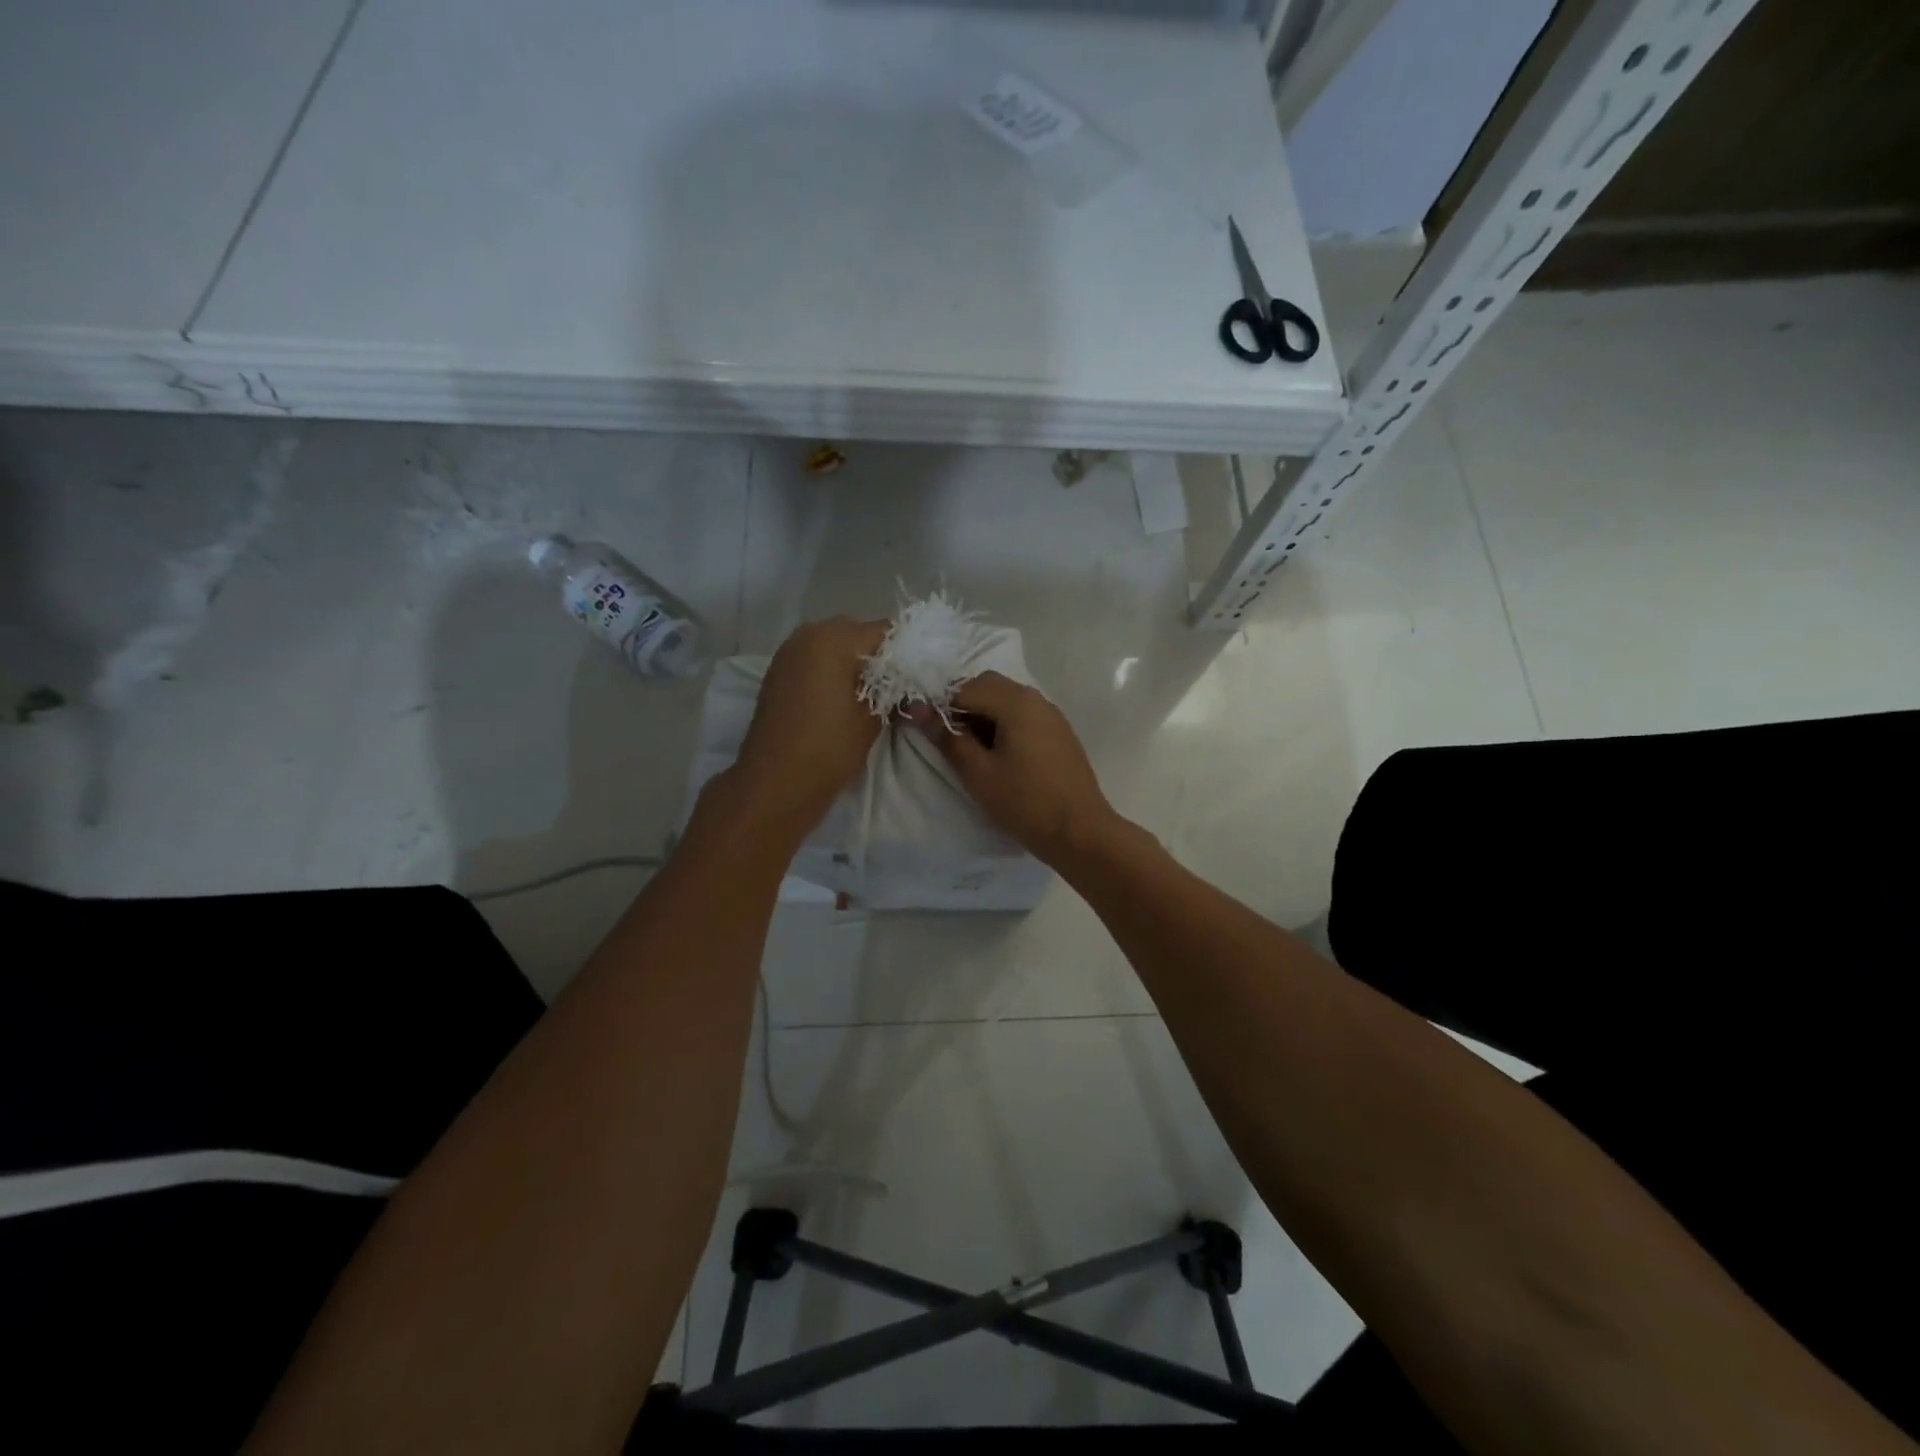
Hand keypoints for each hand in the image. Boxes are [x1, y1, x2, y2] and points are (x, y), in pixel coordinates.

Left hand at [727, 616, 887, 833]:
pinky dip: (830, 670)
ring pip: (833, 644)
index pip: (885, 631)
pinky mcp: (778, 670)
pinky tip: (840, 698)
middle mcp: (809, 633)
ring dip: (852, 662)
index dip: (905, 652)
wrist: (775, 782)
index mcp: (835, 638)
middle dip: (878, 655)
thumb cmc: (830, 747)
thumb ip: (893, 691)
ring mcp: (789, 651)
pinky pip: (813, 658)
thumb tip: (908, 685)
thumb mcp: (873, 719)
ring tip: (868, 695)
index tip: (917, 675)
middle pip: (857, 633)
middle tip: (895, 687)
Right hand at [908, 671, 1118, 868]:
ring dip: (984, 715)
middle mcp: (1036, 698)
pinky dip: (1005, 724)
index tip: (932, 733)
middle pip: (988, 686)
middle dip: (964, 706)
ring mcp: (1052, 714)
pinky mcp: (1060, 732)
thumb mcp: (978, 772)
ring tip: (975, 752)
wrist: (1079, 831)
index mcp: (1015, 701)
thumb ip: (947, 737)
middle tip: (952, 742)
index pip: (965, 688)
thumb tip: (917, 709)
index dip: (942, 707)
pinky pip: (1024, 715)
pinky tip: (1001, 756)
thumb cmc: (1024, 801)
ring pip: (1007, 699)